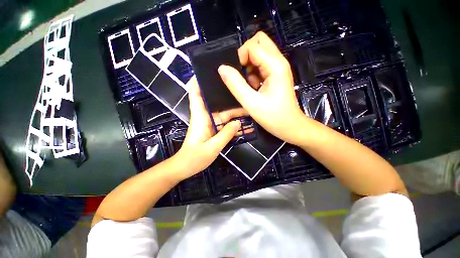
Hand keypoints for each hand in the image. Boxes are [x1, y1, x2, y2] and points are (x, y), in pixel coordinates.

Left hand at [174, 77, 240, 180]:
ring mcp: (209, 123)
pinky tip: (242, 121)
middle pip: (214, 101)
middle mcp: (204, 117)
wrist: (185, 167)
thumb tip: (238, 122)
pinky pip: (223, 122)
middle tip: (240, 86)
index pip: (195, 93)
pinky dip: (232, 120)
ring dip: (232, 109)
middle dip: (225, 94)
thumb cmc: (194, 158)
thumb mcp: (212, 148)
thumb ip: (225, 135)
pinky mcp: (212, 129)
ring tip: (247, 104)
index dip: (199, 80)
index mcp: (200, 117)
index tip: (209, 70)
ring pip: (222, 112)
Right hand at [217, 31, 308, 144]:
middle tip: (243, 76)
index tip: (237, 76)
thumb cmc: (273, 117)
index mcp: (275, 65)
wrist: (290, 126)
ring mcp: (277, 68)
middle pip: (258, 42)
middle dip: (245, 56)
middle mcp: (278, 61)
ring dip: (249, 66)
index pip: (252, 46)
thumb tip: (222, 68)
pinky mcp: (275, 74)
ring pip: (259, 53)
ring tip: (250, 85)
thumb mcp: (251, 103)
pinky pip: (261, 65)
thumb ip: (236, 85)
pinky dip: (253, 73)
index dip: (240, 57)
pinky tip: (254, 87)